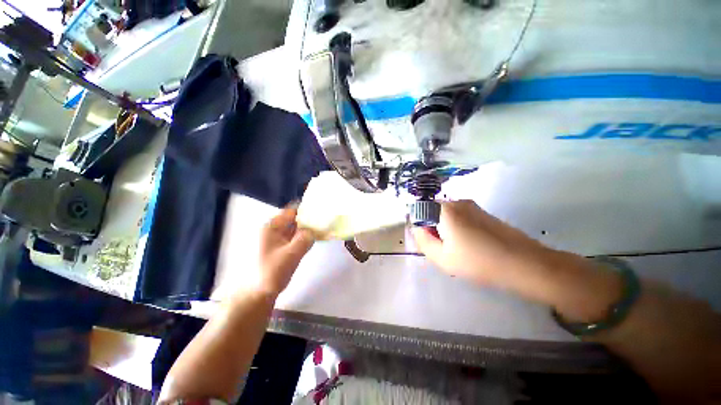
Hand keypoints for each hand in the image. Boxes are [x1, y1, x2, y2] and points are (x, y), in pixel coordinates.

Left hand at [257, 207, 314, 296]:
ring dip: (306, 229)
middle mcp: (273, 230)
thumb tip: (314, 230)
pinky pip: (293, 238)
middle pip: (293, 219)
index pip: (291, 211)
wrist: (256, 295)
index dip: (306, 209)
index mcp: (271, 227)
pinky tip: (312, 239)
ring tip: (322, 228)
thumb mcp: (291, 254)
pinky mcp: (279, 249)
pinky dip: (302, 237)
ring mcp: (276, 240)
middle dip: (308, 219)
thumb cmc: (271, 272)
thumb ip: (305, 239)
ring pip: (294, 229)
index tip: (321, 210)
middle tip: (325, 220)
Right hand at [411, 200, 548, 288]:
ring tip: (458, 250)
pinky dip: (457, 229)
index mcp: (445, 209)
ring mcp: (472, 206)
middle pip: (433, 212)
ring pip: (446, 215)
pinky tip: (470, 246)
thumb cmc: (479, 262)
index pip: (419, 210)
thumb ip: (423, 241)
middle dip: (432, 228)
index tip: (428, 242)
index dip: (420, 226)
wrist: (525, 264)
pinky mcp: (483, 213)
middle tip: (442, 249)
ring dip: (445, 230)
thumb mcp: (442, 257)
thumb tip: (417, 228)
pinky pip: (460, 217)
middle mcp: (457, 202)